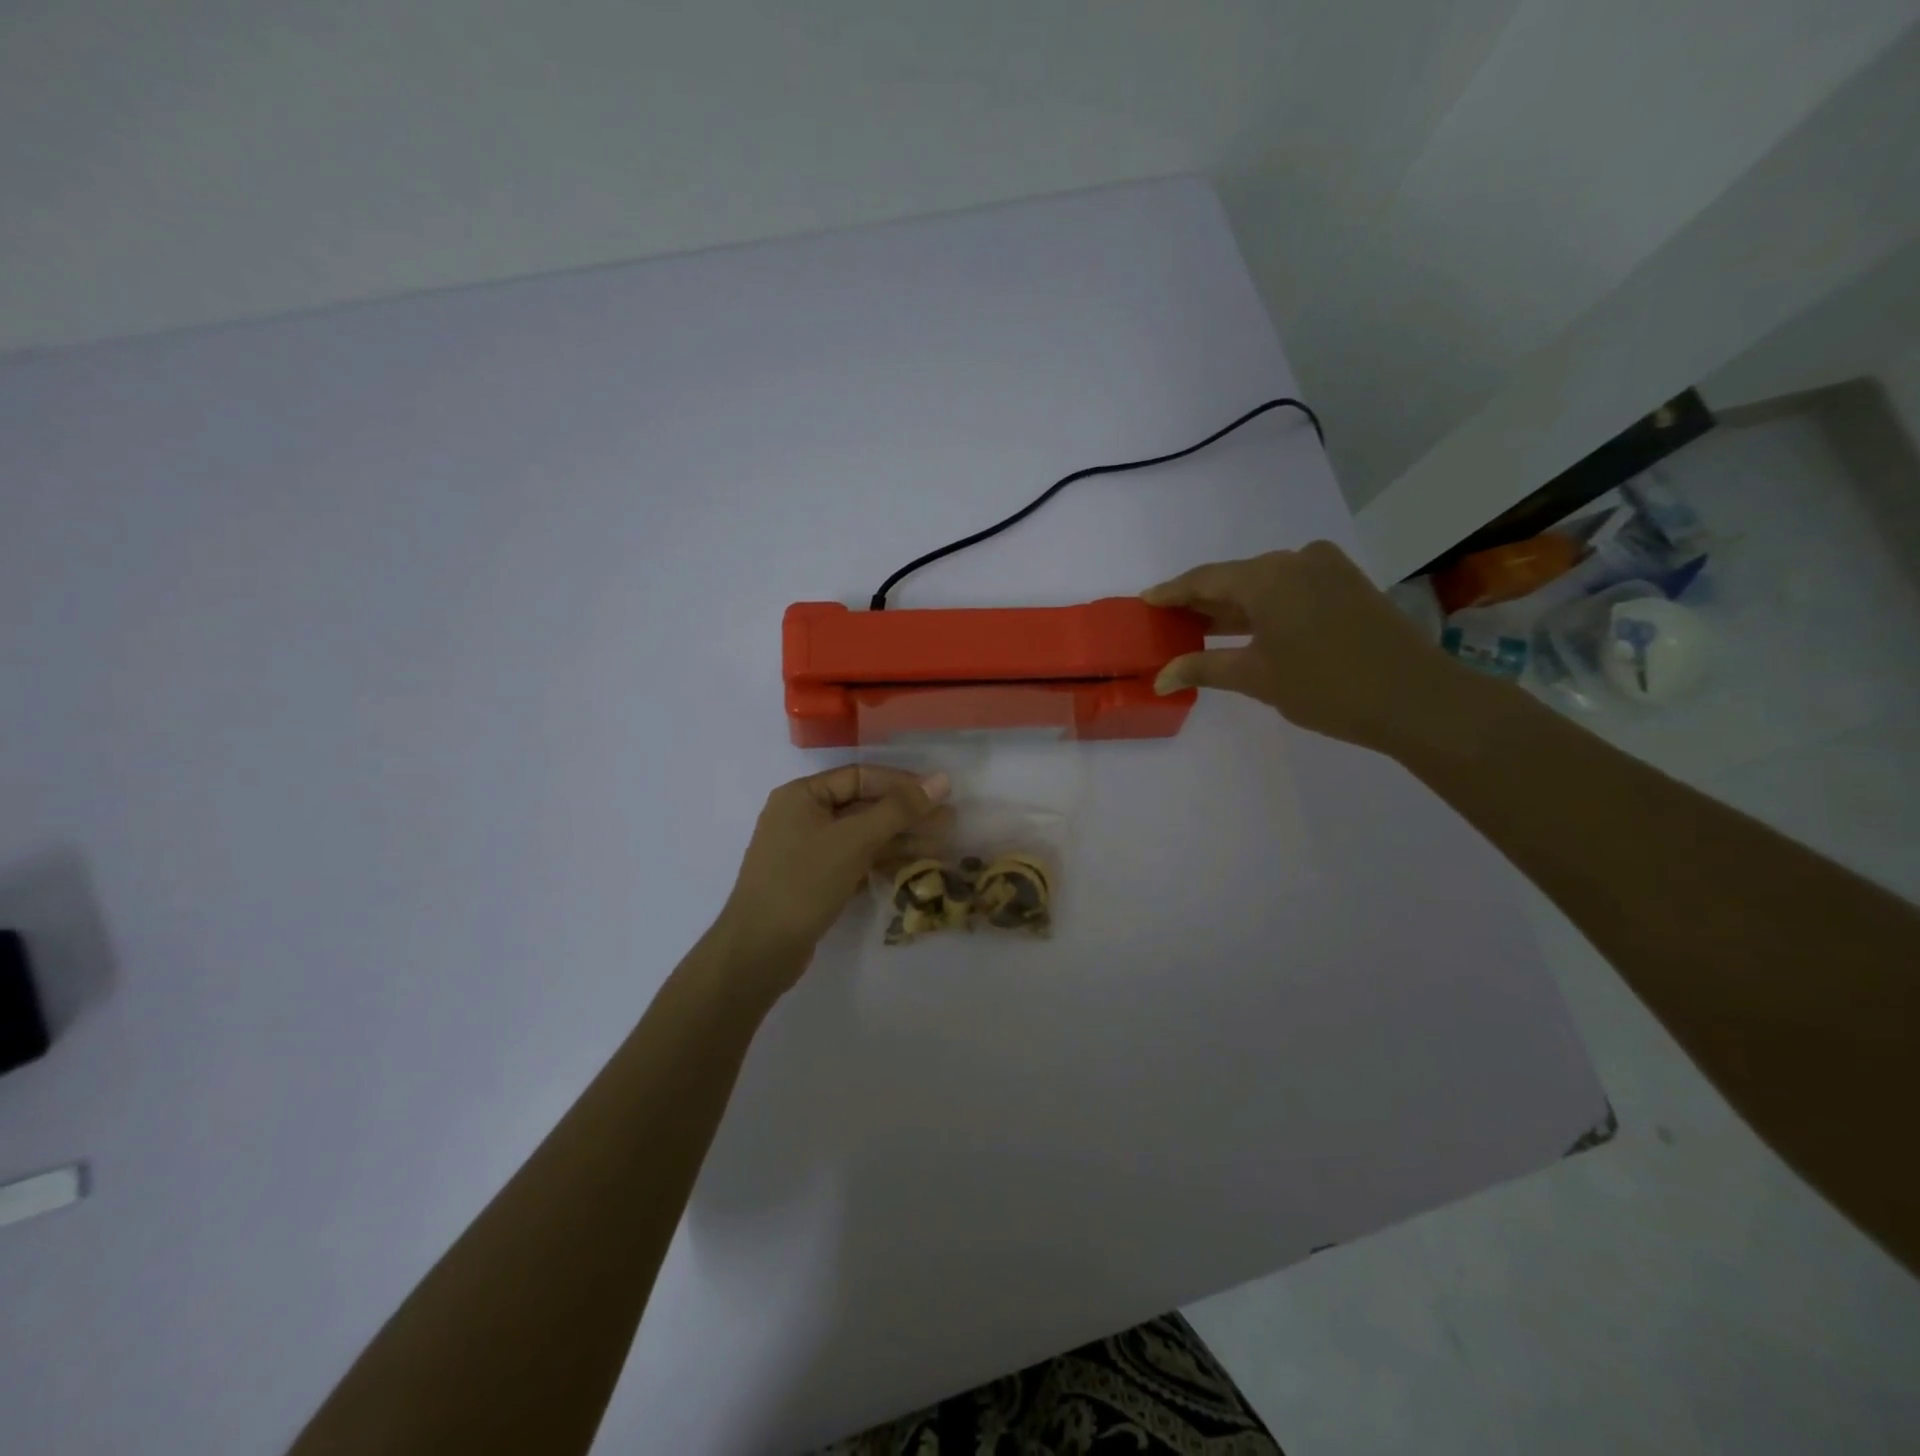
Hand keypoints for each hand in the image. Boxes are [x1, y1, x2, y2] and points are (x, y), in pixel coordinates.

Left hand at [719, 765, 951, 985]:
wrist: (758, 951)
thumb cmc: (803, 883)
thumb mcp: (853, 841)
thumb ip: (898, 809)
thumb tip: (942, 780)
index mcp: (802, 795)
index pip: (860, 776)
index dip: (902, 784)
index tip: (939, 794)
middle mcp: (802, 816)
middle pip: (863, 806)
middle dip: (905, 815)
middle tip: (949, 823)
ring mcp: (806, 850)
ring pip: (861, 836)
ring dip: (899, 839)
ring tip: (941, 845)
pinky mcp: (813, 880)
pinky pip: (854, 860)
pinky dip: (882, 861)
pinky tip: (914, 867)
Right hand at [1144, 540, 1467, 754]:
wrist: (1415, 698)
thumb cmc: (1325, 686)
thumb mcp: (1257, 678)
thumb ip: (1203, 669)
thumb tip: (1160, 678)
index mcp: (1268, 576)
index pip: (1205, 579)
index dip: (1172, 592)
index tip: (1146, 601)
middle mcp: (1295, 560)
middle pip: (1235, 577)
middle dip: (1203, 601)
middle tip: (1170, 621)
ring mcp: (1327, 568)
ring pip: (1265, 583)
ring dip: (1235, 606)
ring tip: (1202, 629)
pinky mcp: (1348, 583)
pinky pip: (1292, 588)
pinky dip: (1265, 606)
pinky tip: (1249, 628)